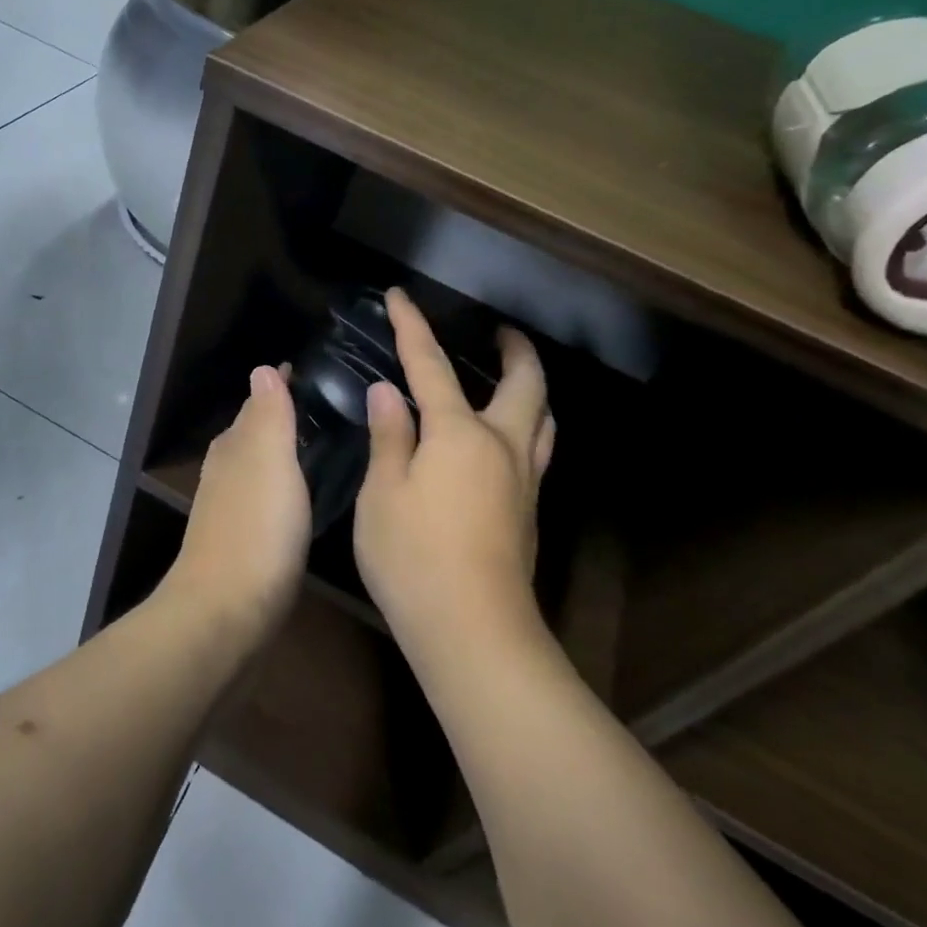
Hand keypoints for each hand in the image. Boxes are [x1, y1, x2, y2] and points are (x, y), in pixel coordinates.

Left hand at [163, 365, 311, 640]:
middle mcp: (227, 471)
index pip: (257, 403)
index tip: (308, 371)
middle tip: (325, 405)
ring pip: (257, 465)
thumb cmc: (255, 529)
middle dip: (281, 415)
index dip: (280, 386)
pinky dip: (281, 485)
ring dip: (281, 450)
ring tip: (319, 444)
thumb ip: (268, 416)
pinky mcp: (242, 541)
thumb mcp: (268, 461)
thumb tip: (262, 369)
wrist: (225, 611)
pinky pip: (264, 497)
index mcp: (235, 447)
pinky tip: (299, 496)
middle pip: (254, 432)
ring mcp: (230, 508)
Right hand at [353, 289, 555, 658]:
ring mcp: (523, 480)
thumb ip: (390, 438)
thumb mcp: (383, 494)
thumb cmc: (414, 558)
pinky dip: (528, 425)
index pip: (431, 366)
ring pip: (543, 418)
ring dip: (532, 388)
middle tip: (501, 331)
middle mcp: (502, 446)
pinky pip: (537, 449)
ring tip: (512, 378)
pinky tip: (506, 441)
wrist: (473, 630)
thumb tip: (389, 393)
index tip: (399, 296)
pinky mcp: (529, 511)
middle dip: (515, 350)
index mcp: (459, 434)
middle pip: (525, 384)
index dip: (413, 327)